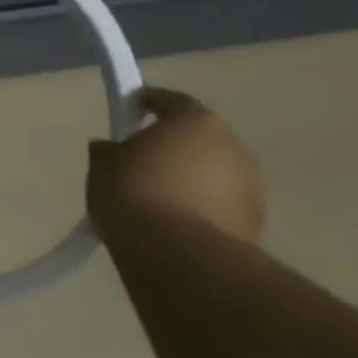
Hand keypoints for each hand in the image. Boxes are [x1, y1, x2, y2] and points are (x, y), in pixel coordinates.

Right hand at [87, 87, 264, 243]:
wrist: (178, 256)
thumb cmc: (135, 193)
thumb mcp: (102, 164)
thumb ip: (109, 150)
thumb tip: (111, 149)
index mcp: (196, 122)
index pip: (171, 100)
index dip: (148, 102)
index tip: (129, 110)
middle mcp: (232, 147)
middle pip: (197, 138)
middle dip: (171, 146)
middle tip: (140, 160)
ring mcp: (250, 188)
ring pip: (211, 174)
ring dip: (188, 180)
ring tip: (155, 199)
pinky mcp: (254, 224)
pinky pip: (218, 206)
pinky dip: (199, 209)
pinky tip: (172, 225)